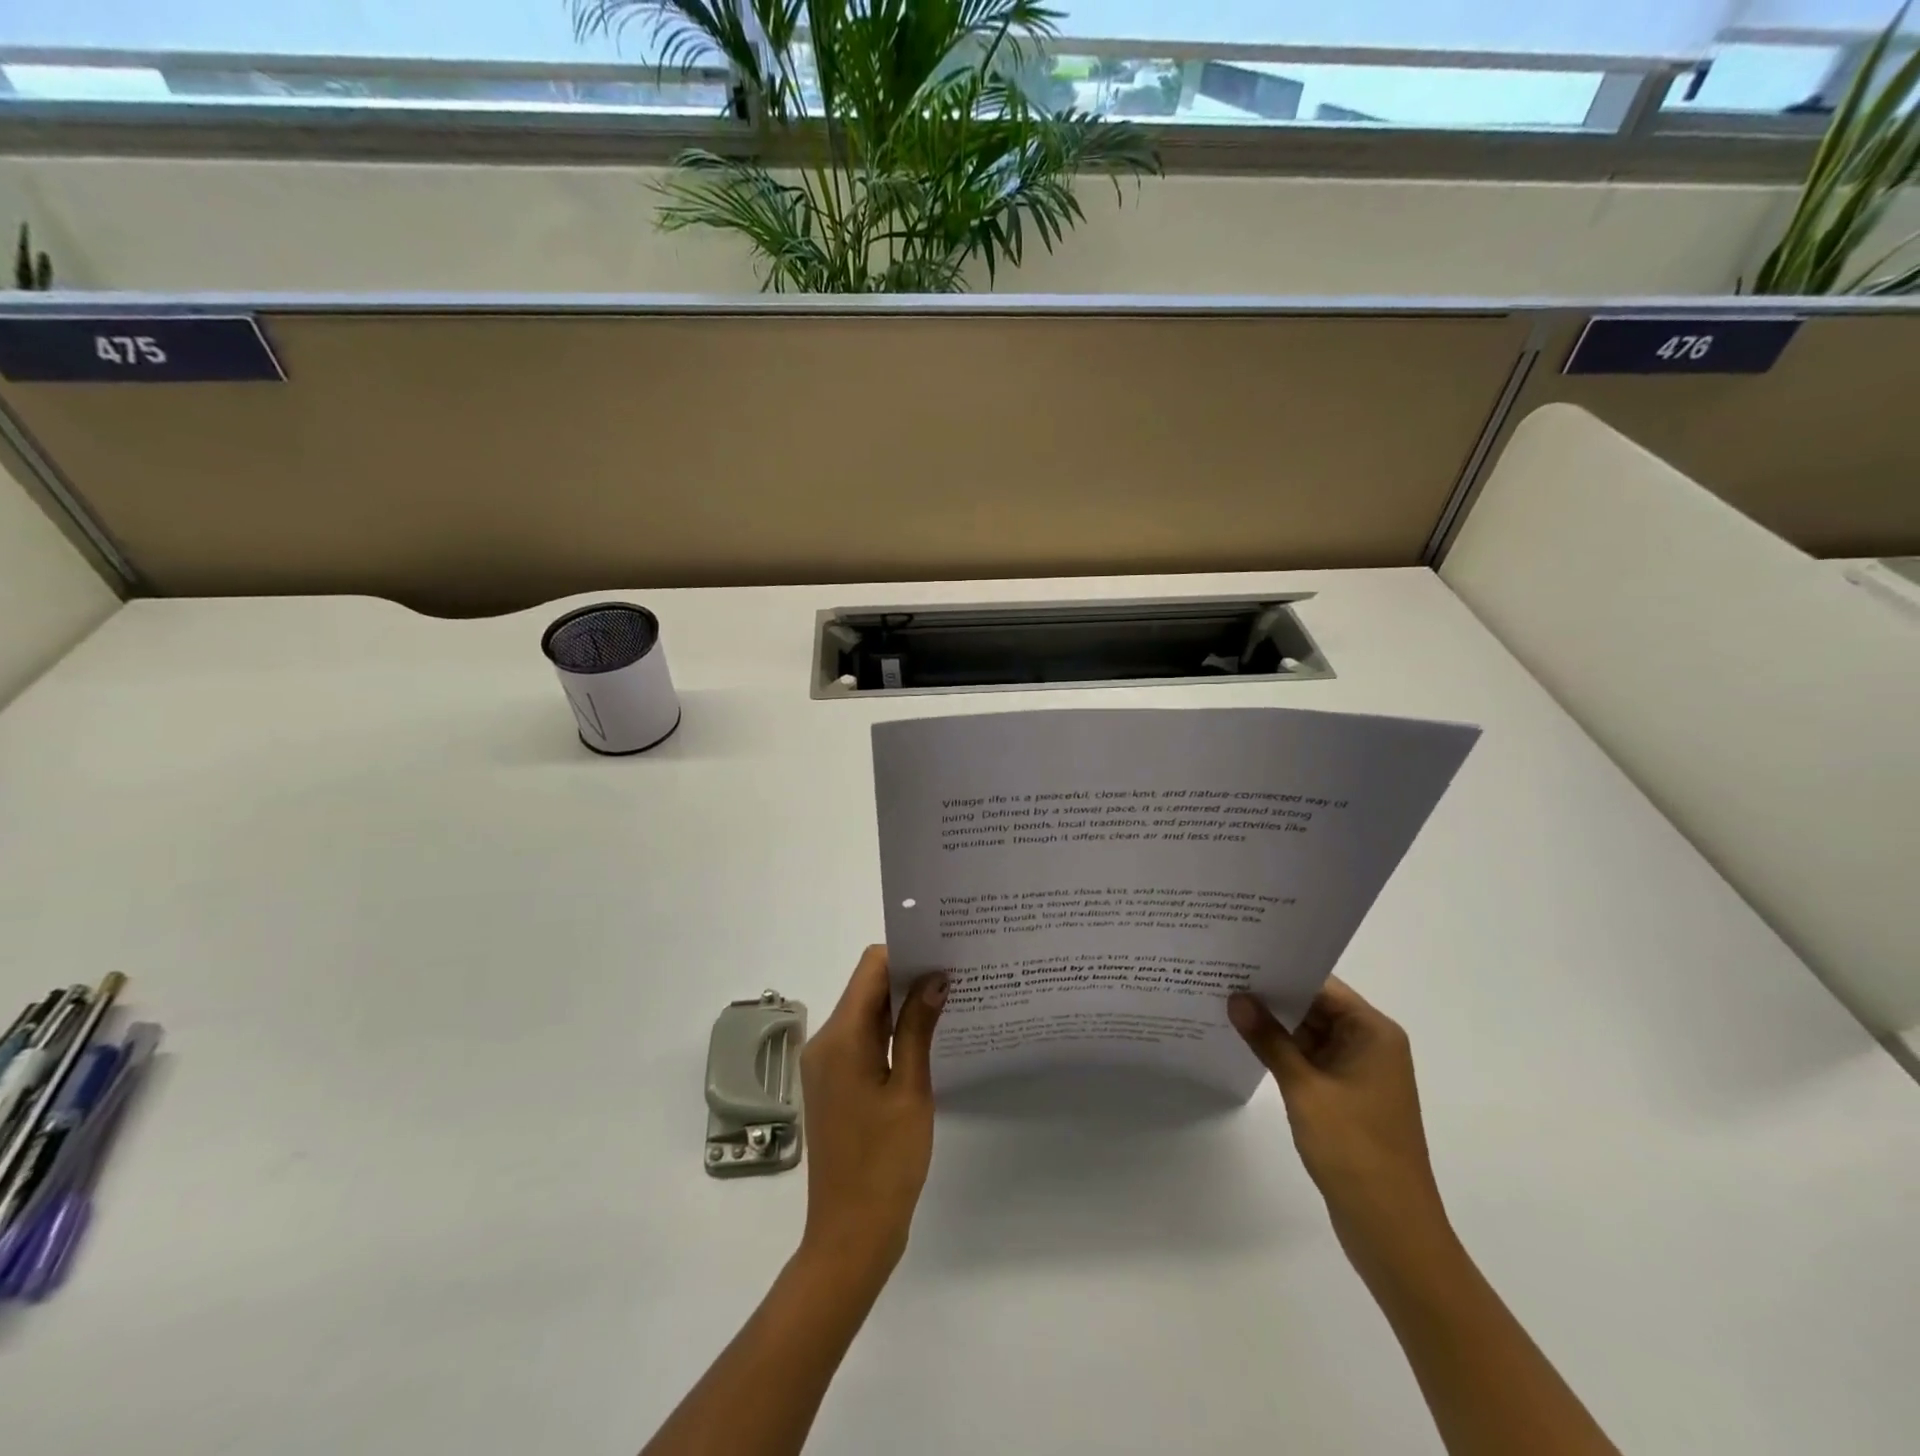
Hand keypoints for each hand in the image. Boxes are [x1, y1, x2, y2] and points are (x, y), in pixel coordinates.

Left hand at [798, 946, 946, 1281]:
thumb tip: (934, 977)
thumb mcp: (911, 1091)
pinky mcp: (834, 1083)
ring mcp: (826, 1064)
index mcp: (841, 1037)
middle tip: (955, 973)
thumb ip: (919, 1028)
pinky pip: (863, 1039)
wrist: (851, 1235)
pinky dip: (891, 1031)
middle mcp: (825, 1042)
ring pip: (866, 1013)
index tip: (943, 952)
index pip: (871, 968)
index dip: (905, 953)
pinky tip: (926, 1036)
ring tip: (949, 999)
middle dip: (908, 976)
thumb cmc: (885, 1163)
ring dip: (901, 1004)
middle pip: (867, 987)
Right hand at [1229, 978, 1449, 1264]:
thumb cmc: (1354, 1150)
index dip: (1280, 971)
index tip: (1238, 958)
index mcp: (1373, 1033)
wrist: (1392, 1230)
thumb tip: (1236, 998)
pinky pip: (1311, 1059)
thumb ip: (1268, 1040)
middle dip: (1272, 997)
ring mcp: (1359, 1072)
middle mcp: (1371, 1044)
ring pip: (1310, 1033)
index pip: (1321, 985)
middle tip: (1222, 977)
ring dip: (1275, 1025)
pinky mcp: (1347, 1096)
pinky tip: (1246, 1043)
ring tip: (1225, 1003)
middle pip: (1315, 1006)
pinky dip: (1283, 1052)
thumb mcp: (1304, 1088)